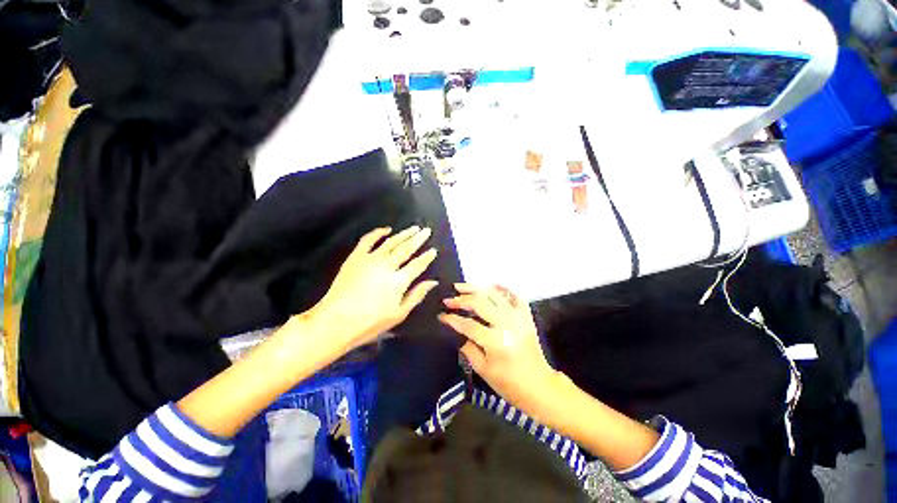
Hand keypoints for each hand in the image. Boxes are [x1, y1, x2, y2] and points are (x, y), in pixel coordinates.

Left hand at [302, 226, 438, 351]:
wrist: (336, 321)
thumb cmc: (370, 323)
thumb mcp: (399, 314)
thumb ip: (417, 295)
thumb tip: (433, 282)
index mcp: (399, 281)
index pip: (418, 264)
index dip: (427, 257)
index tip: (433, 250)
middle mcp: (387, 265)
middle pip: (407, 248)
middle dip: (418, 239)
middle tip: (426, 230)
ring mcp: (371, 259)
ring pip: (391, 242)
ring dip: (404, 234)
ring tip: (413, 228)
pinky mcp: (356, 257)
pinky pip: (368, 240)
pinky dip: (378, 232)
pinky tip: (386, 229)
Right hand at [439, 284, 561, 417]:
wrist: (538, 385)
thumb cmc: (508, 383)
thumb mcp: (483, 369)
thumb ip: (468, 348)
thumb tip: (457, 331)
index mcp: (495, 340)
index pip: (467, 324)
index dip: (452, 319)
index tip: (441, 315)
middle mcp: (506, 323)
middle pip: (479, 303)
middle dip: (461, 299)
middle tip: (448, 299)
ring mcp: (518, 316)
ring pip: (494, 294)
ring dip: (476, 288)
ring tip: (461, 286)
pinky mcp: (526, 315)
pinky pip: (515, 295)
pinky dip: (503, 288)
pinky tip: (491, 285)